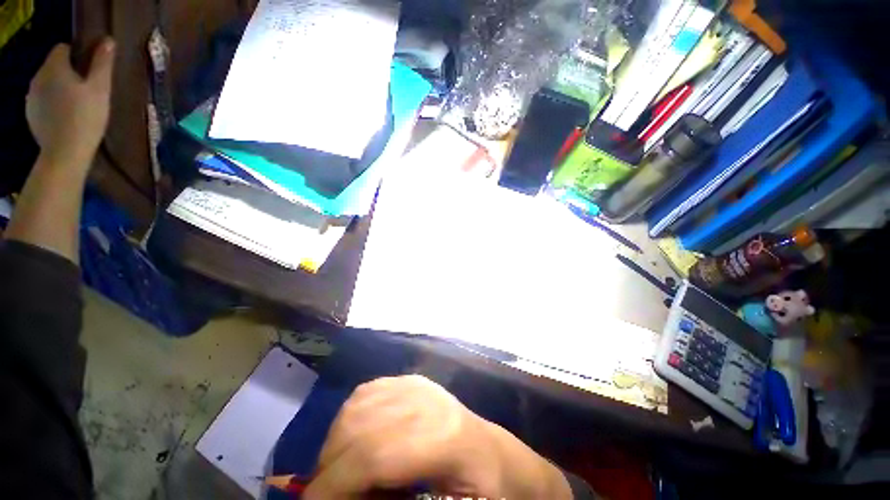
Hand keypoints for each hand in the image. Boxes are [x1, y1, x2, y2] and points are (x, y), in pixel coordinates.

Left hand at [26, 39, 114, 169]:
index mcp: (54, 67)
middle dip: (68, 72)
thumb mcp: (100, 89)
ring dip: (59, 88)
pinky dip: (52, 103)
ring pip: (47, 83)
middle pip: (54, 66)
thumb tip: (107, 41)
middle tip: (86, 90)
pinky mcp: (30, 113)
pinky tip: (64, 116)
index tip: (89, 70)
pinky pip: (42, 100)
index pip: (63, 48)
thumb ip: (102, 63)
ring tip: (76, 105)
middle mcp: (38, 76)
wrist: (64, 153)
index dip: (77, 55)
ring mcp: (31, 96)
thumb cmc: (86, 118)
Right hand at [304, 375, 572, 498]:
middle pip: (360, 429)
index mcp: (443, 437)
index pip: (374, 456)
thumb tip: (352, 497)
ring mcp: (417, 384)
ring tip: (339, 472)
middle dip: (329, 468)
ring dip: (335, 443)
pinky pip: (366, 393)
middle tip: (324, 495)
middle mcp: (426, 400)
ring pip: (357, 407)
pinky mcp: (410, 379)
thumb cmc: (480, 489)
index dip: (333, 485)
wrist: (492, 451)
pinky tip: (354, 440)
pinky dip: (348, 419)